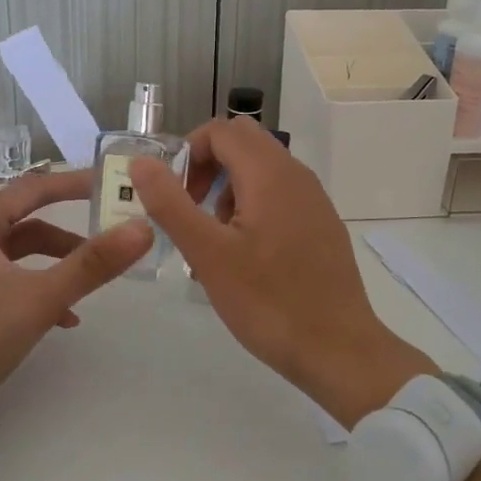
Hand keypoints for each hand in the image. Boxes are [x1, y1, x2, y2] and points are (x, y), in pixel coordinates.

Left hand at [0, 169, 152, 448]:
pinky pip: (11, 282)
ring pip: (22, 256)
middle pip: (29, 222)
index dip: (73, 183)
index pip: (33, 188)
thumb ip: (91, 264)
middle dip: (71, 233)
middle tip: (112, 234)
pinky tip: (65, 320)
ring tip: (92, 283)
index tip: (112, 183)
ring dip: (58, 266)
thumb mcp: (39, 298)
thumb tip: (143, 227)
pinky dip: (39, 291)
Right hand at [127, 118, 433, 427]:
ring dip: (228, 189)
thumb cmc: (269, 301)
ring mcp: (313, 199)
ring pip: (261, 169)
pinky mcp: (321, 224)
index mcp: (270, 173)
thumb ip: (171, 204)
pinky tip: (245, 256)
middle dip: (207, 167)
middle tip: (190, 211)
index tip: (173, 195)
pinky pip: (279, 195)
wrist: (338, 349)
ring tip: (214, 241)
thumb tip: (142, 163)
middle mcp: (296, 175)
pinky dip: (253, 207)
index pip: (220, 131)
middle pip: (243, 143)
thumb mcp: (209, 254)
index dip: (188, 153)